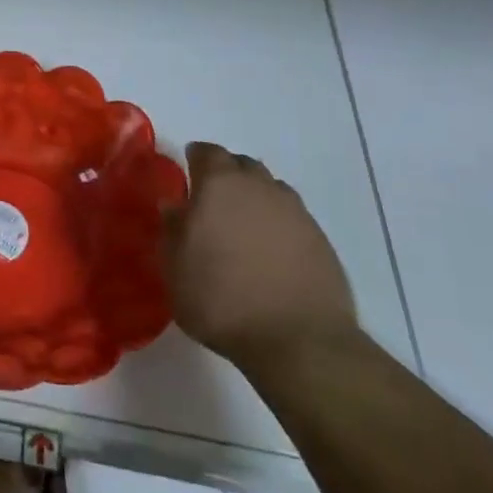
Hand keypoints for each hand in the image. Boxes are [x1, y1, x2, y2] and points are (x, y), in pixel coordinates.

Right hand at [161, 143, 357, 373]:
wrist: (300, 341)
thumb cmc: (222, 299)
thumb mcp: (175, 268)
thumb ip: (172, 230)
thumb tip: (174, 206)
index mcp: (219, 184)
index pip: (206, 152)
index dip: (195, 159)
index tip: (188, 174)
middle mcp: (259, 187)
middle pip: (242, 165)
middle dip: (226, 174)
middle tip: (213, 201)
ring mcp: (296, 212)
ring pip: (270, 189)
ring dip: (255, 197)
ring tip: (243, 227)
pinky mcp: (321, 240)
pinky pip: (293, 217)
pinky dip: (278, 224)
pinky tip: (271, 252)